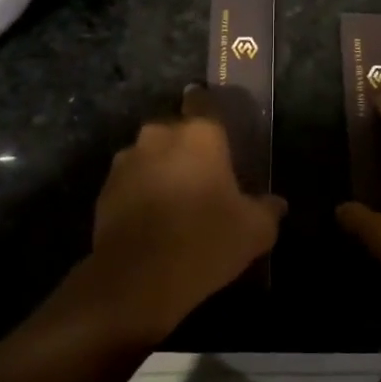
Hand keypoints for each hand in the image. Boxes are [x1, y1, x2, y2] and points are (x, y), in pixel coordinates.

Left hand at [86, 87, 286, 339]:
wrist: (137, 278)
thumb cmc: (205, 240)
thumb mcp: (254, 230)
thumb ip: (267, 210)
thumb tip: (276, 204)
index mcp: (199, 134)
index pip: (204, 103)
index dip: (211, 113)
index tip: (219, 135)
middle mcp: (158, 136)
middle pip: (175, 132)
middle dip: (186, 149)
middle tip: (203, 178)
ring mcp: (126, 161)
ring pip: (150, 157)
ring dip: (161, 171)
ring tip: (175, 204)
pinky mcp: (104, 190)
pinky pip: (130, 183)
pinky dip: (140, 195)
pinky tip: (153, 223)